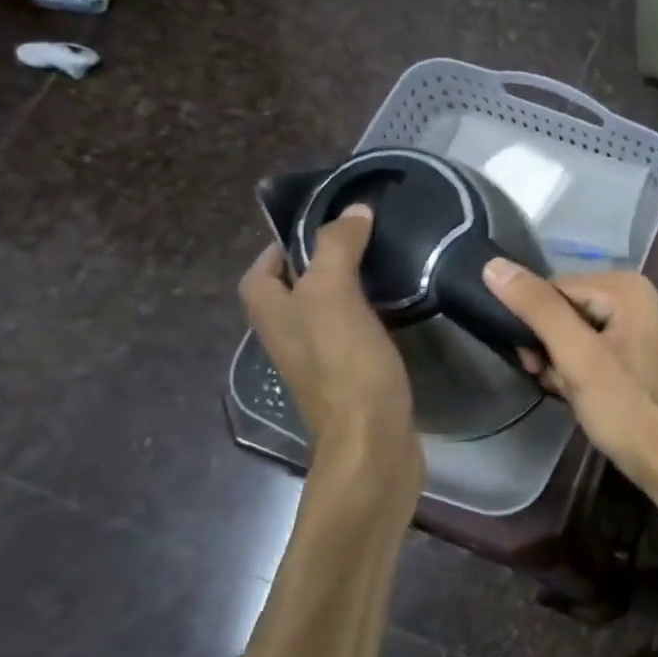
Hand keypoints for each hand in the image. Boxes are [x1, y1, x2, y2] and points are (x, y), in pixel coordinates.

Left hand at [239, 206, 418, 467]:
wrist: (373, 445)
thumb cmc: (346, 368)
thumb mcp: (334, 296)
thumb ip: (338, 249)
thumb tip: (353, 211)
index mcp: (274, 316)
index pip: (260, 271)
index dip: (281, 247)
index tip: (323, 227)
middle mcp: (289, 340)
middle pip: (293, 293)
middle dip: (319, 266)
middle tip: (362, 244)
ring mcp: (321, 365)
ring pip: (325, 316)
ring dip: (347, 293)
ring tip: (384, 270)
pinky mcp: (353, 383)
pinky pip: (352, 340)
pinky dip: (368, 322)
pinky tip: (398, 315)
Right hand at [481, 261, 657, 480]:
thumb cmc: (622, 406)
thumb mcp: (576, 355)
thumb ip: (537, 308)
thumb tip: (493, 265)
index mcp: (625, 285)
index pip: (553, 287)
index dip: (534, 323)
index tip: (532, 360)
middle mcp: (631, 294)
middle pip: (560, 308)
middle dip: (547, 345)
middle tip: (550, 377)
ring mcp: (631, 322)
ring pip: (567, 330)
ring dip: (555, 361)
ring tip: (564, 387)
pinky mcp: (626, 348)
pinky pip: (582, 346)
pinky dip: (570, 368)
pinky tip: (573, 391)